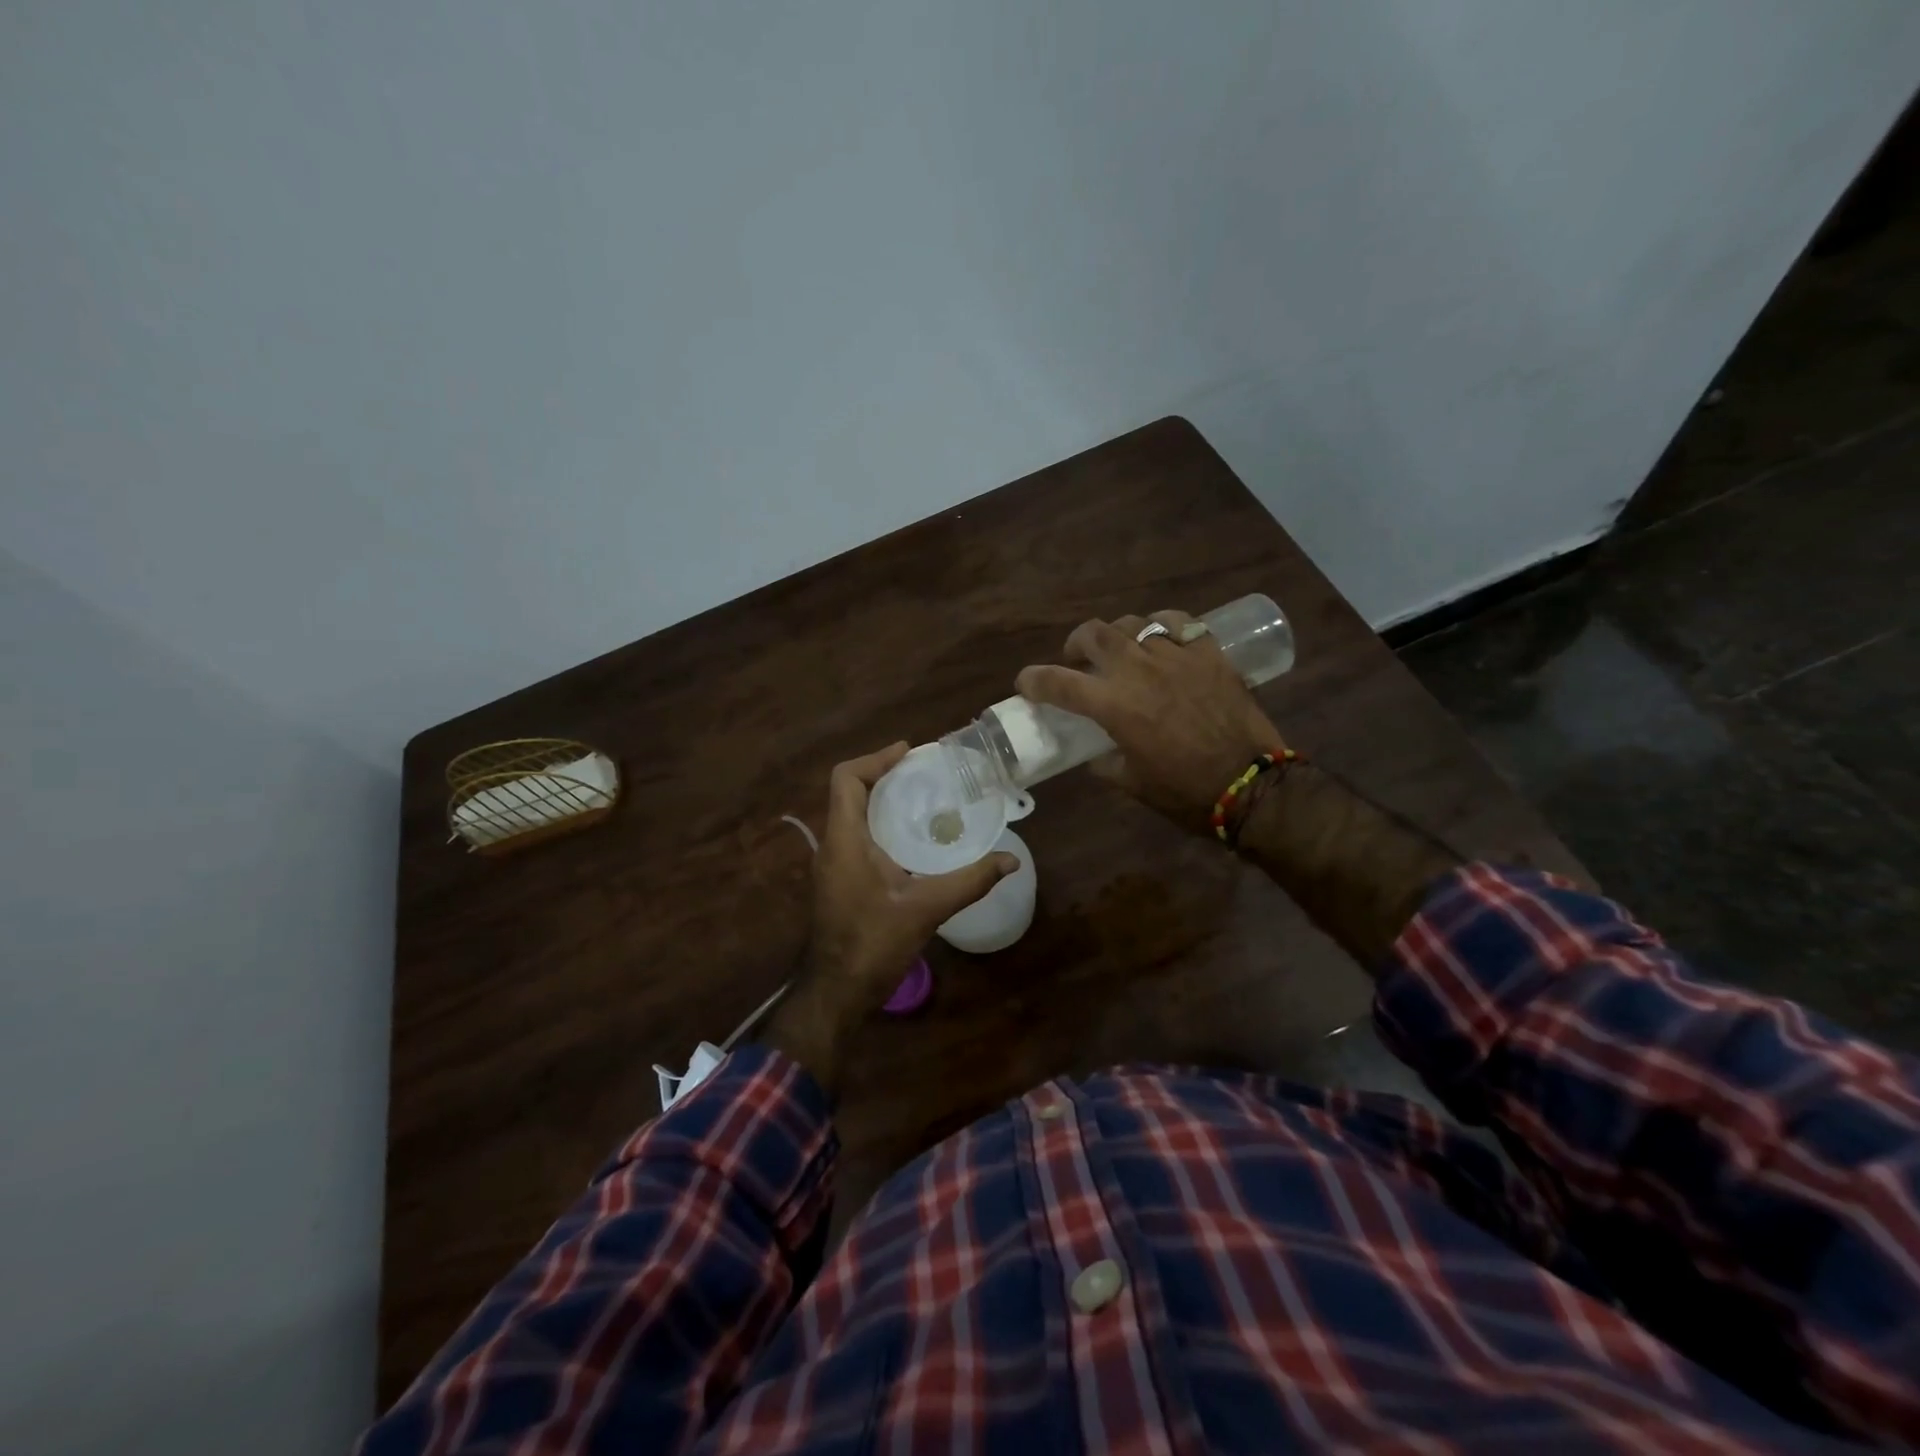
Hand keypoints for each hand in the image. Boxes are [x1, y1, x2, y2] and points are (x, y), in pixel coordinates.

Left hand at [763, 743, 1016, 1095]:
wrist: (836, 993)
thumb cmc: (873, 945)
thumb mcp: (926, 909)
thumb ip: (969, 881)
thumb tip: (1011, 860)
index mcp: (845, 840)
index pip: (846, 779)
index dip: (875, 759)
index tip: (910, 753)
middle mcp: (833, 845)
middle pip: (851, 792)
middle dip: (885, 776)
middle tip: (926, 773)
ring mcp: (833, 865)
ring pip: (853, 816)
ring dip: (883, 801)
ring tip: (925, 798)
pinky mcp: (840, 882)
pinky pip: (858, 838)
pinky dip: (882, 826)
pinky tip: (915, 841)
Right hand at [1015, 611, 1285, 832]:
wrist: (1252, 786)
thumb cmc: (1187, 792)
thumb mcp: (1132, 785)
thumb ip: (1105, 763)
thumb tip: (1095, 753)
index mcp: (1115, 706)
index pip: (1058, 682)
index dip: (1034, 680)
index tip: (1025, 683)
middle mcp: (1139, 671)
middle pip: (1094, 634)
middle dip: (1076, 644)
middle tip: (1078, 660)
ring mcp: (1176, 656)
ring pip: (1133, 623)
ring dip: (1117, 635)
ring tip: (1122, 651)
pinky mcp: (1208, 653)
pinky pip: (1178, 623)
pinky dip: (1161, 627)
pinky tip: (1162, 640)